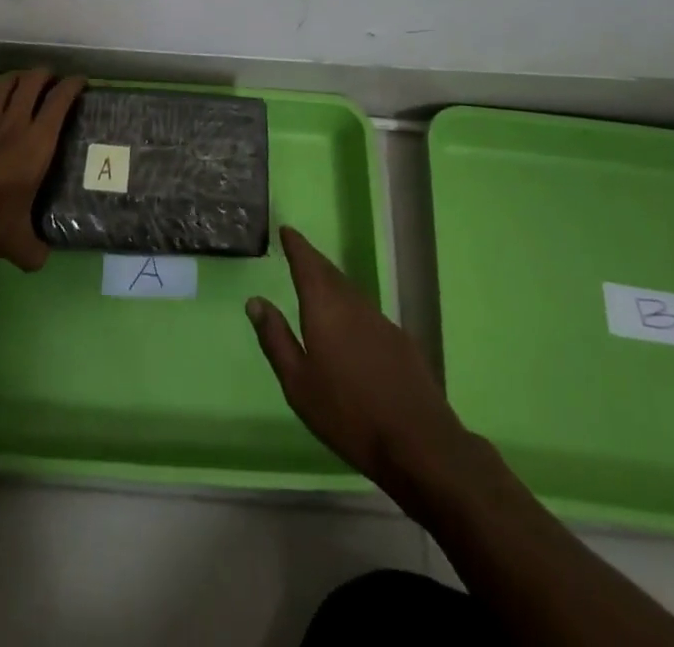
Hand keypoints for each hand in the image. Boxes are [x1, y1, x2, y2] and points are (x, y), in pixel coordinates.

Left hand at [0, 69, 84, 269]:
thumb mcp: (14, 244)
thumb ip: (34, 251)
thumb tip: (43, 260)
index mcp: (36, 144)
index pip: (59, 102)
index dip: (73, 86)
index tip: (81, 82)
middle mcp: (13, 123)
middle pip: (32, 82)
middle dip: (45, 75)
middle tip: (52, 80)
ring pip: (4, 83)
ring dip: (17, 76)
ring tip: (23, 79)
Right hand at [248, 225, 479, 497]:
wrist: (418, 443)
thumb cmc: (347, 414)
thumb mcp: (298, 383)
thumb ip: (276, 339)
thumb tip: (255, 301)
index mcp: (325, 309)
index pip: (308, 264)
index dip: (297, 246)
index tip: (287, 230)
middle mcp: (354, 305)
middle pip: (330, 273)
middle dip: (313, 261)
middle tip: (298, 252)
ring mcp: (381, 321)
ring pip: (350, 291)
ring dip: (333, 282)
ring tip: (318, 285)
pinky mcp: (401, 341)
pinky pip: (367, 312)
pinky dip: (351, 306)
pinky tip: (350, 326)